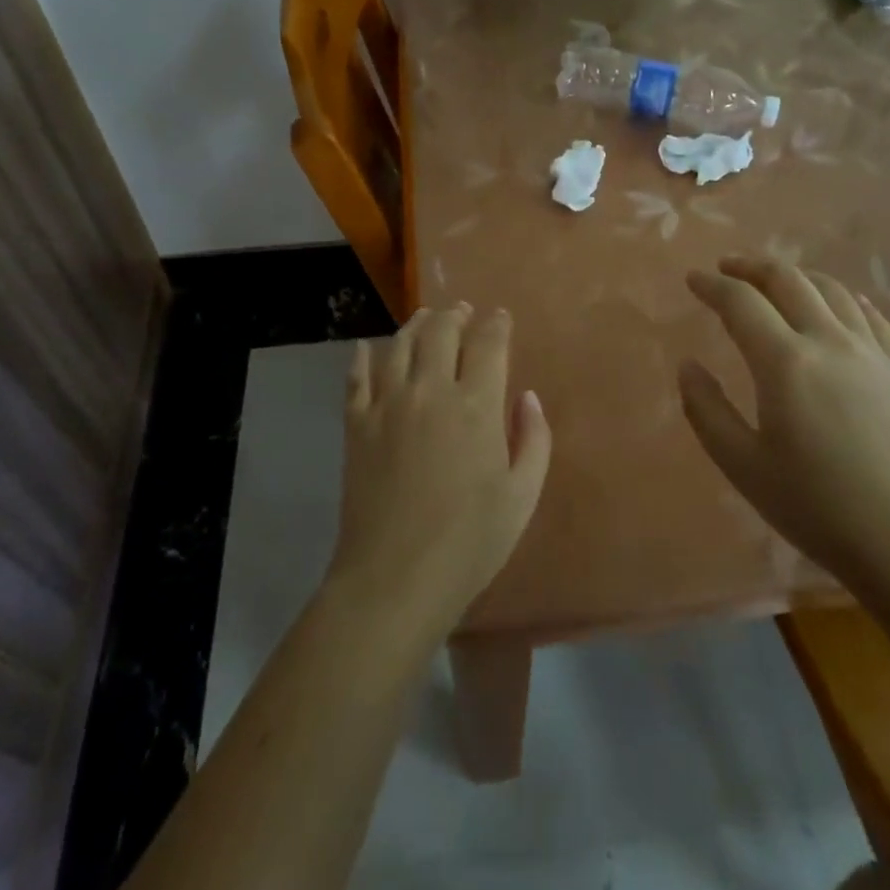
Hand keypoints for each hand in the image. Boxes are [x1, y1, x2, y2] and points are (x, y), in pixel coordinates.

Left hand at [329, 305, 551, 641]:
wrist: (395, 577)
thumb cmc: (470, 542)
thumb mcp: (522, 496)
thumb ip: (533, 439)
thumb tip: (528, 397)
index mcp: (477, 405)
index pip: (488, 344)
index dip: (497, 324)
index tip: (500, 317)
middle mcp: (431, 390)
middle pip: (441, 332)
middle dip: (456, 315)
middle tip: (462, 311)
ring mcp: (388, 404)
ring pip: (400, 344)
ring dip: (416, 324)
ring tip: (425, 318)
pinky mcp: (356, 424)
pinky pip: (357, 377)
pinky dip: (363, 357)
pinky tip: (367, 348)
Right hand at [679, 257, 889, 591]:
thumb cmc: (819, 509)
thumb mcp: (744, 467)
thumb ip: (706, 410)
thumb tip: (688, 365)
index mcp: (785, 362)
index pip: (741, 302)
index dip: (712, 286)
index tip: (693, 279)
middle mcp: (830, 341)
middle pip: (788, 279)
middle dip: (751, 266)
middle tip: (727, 268)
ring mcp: (874, 352)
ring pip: (831, 289)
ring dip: (796, 276)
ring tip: (775, 283)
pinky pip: (869, 314)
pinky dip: (842, 298)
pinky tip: (837, 307)